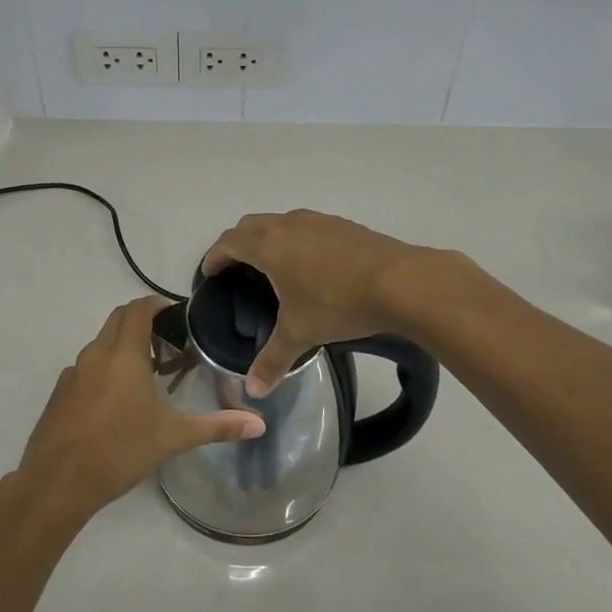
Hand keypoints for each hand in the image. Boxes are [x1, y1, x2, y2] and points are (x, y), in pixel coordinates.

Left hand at [15, 295, 264, 527]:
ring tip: (147, 375)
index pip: (138, 309)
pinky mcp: (59, 392)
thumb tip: (259, 425)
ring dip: (123, 346)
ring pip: (101, 343)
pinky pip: (86, 366)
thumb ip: (216, 427)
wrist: (57, 483)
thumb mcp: (172, 438)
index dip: (157, 304)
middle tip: (168, 345)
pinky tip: (117, 401)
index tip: (177, 315)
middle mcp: (96, 354)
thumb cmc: (119, 451)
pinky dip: (105, 368)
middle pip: (118, 319)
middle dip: (142, 322)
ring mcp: (73, 372)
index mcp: (124, 355)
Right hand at [203, 210, 427, 394]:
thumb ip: (273, 360)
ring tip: (273, 267)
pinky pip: (308, 227)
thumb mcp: (301, 333)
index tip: (210, 272)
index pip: (229, 242)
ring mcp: (319, 221)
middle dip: (238, 244)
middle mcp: (289, 224)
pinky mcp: (344, 225)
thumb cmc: (338, 303)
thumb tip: (254, 391)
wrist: (401, 282)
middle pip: (251, 225)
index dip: (215, 256)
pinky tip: (312, 266)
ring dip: (269, 238)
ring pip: (281, 222)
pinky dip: (297, 240)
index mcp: (269, 245)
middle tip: (236, 269)